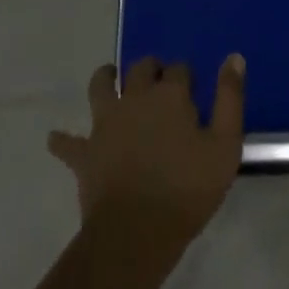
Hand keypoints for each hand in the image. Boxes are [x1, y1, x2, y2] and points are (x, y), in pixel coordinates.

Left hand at [48, 55, 246, 251]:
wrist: (136, 232)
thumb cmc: (186, 190)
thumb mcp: (225, 146)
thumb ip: (230, 98)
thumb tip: (233, 56)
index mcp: (170, 94)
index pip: (179, 70)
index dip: (185, 77)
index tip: (191, 90)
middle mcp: (136, 96)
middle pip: (141, 68)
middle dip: (150, 69)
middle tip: (156, 80)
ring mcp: (106, 122)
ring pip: (101, 86)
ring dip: (105, 79)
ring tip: (109, 78)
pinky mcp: (86, 152)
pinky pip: (68, 143)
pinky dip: (62, 141)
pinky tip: (55, 139)